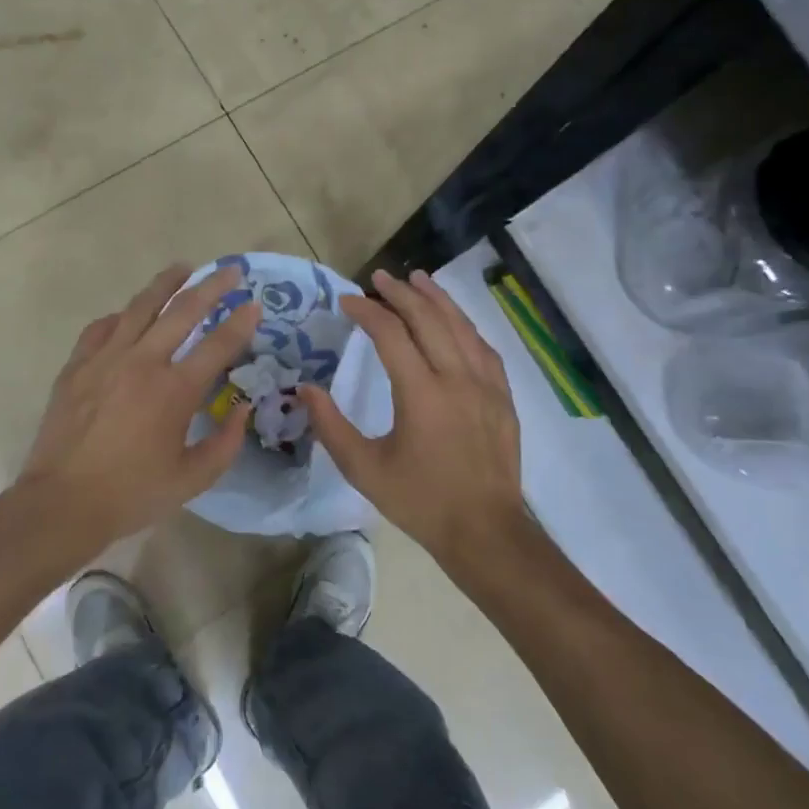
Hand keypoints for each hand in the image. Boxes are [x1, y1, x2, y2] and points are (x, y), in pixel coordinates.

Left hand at [14, 262, 257, 557]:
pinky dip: (120, 316)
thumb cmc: (132, 494)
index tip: (254, 305)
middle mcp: (142, 362)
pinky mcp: (77, 366)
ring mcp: (105, 359)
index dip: (240, 322)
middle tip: (229, 271)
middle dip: (211, 286)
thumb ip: (225, 443)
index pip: (217, 344)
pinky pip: (101, 327)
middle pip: (183, 311)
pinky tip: (128, 315)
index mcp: (174, 390)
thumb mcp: (192, 479)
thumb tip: (241, 410)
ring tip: (182, 268)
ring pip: (140, 307)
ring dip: (166, 284)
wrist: (61, 504)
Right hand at [301, 269, 525, 560]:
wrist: (485, 531)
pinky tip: (455, 321)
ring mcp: (486, 384)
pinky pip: (483, 347)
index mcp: (421, 393)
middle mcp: (457, 378)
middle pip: (429, 318)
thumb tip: (305, 390)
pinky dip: (464, 326)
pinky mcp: (503, 396)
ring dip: (437, 298)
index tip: (347, 301)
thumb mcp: (365, 469)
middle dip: (401, 293)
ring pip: (461, 326)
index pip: (391, 334)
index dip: (367, 311)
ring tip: (417, 279)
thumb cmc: (420, 500)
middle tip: (379, 277)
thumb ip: (331, 426)